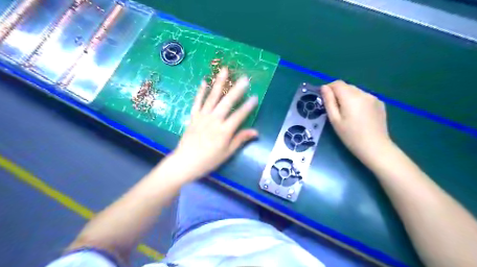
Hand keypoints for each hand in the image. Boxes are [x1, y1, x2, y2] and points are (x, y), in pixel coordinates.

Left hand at [173, 69, 257, 180]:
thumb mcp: (227, 153)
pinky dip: (200, 92)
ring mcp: (202, 117)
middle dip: (236, 90)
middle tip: (244, 78)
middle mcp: (214, 121)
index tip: (255, 97)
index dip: (248, 107)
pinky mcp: (193, 117)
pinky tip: (204, 82)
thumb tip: (256, 132)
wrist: (185, 162)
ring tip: (224, 71)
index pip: (239, 116)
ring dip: (219, 84)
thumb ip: (240, 139)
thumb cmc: (209, 160)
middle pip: (227, 103)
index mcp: (224, 131)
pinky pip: (197, 102)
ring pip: (212, 98)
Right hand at [321, 79, 390, 162]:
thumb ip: (329, 101)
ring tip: (347, 113)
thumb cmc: (350, 136)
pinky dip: (358, 101)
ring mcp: (373, 97)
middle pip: (346, 86)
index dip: (329, 88)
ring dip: (348, 97)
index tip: (325, 99)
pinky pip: (364, 97)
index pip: (337, 83)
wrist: (375, 147)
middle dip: (338, 93)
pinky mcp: (380, 103)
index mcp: (351, 97)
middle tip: (335, 109)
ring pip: (355, 91)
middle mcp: (363, 93)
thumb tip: (324, 87)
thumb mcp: (334, 120)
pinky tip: (359, 115)